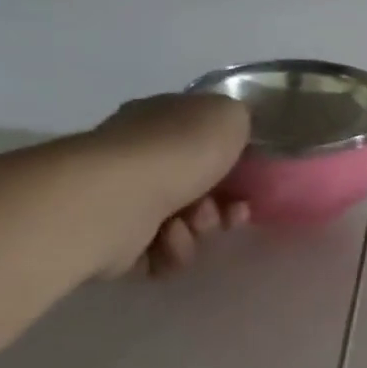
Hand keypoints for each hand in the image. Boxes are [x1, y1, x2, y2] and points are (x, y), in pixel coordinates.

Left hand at [87, 94, 252, 277]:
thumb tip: (231, 135)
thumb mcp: (229, 115)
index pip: (203, 140)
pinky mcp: (115, 240)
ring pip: (186, 222)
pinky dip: (173, 250)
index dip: (235, 162)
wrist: (118, 200)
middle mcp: (138, 156)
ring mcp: (124, 199)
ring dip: (201, 228)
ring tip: (190, 226)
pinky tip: (168, 241)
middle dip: (222, 204)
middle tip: (228, 213)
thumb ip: (238, 120)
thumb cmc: (178, 150)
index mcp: (162, 120)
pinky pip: (162, 252)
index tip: (250, 180)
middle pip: (199, 186)